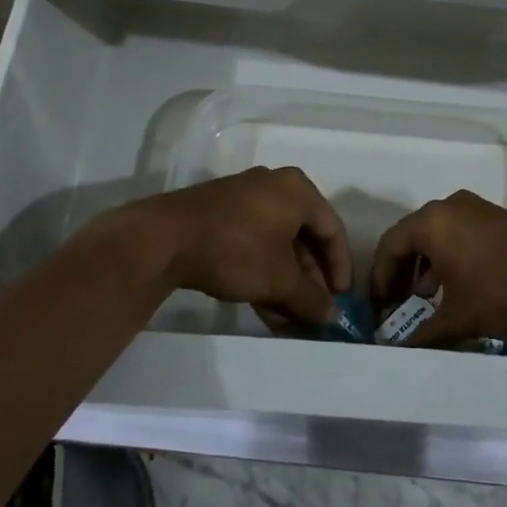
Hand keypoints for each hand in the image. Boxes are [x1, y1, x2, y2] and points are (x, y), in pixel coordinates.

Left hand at [111, 167, 349, 330]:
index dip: (340, 267)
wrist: (166, 238)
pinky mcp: (220, 214)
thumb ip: (311, 298)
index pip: (332, 230)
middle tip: (313, 312)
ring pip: (277, 245)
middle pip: (304, 238)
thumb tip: (332, 316)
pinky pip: (254, 244)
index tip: (340, 299)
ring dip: (285, 283)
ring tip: (288, 319)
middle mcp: (274, 187)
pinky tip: (264, 308)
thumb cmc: (237, 250)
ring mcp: (244, 199)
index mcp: (298, 190)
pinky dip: (263, 273)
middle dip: (309, 280)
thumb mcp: (280, 280)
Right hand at [369, 190, 506, 347]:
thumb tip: (400, 350)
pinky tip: (458, 287)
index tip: (379, 307)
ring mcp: (477, 209)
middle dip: (402, 272)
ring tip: (427, 299)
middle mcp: (450, 206)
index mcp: (431, 222)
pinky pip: (460, 233)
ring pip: (438, 235)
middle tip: (398, 304)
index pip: (390, 245)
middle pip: (412, 236)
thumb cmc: (500, 291)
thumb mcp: (457, 318)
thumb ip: (423, 333)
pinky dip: (450, 257)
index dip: (379, 278)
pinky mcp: (498, 218)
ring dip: (427, 266)